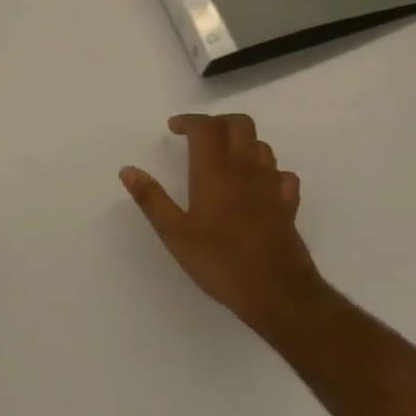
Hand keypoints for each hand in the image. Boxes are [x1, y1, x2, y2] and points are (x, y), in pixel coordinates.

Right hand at [120, 113, 324, 341]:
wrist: (279, 294)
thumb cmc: (221, 262)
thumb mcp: (175, 234)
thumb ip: (151, 199)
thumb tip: (128, 170)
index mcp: (214, 172)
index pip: (205, 127)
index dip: (188, 120)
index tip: (173, 129)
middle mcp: (245, 170)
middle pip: (239, 124)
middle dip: (218, 122)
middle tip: (198, 137)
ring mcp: (271, 186)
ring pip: (261, 145)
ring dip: (242, 143)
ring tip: (224, 158)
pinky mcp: (288, 206)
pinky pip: (283, 175)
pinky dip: (269, 171)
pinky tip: (258, 185)